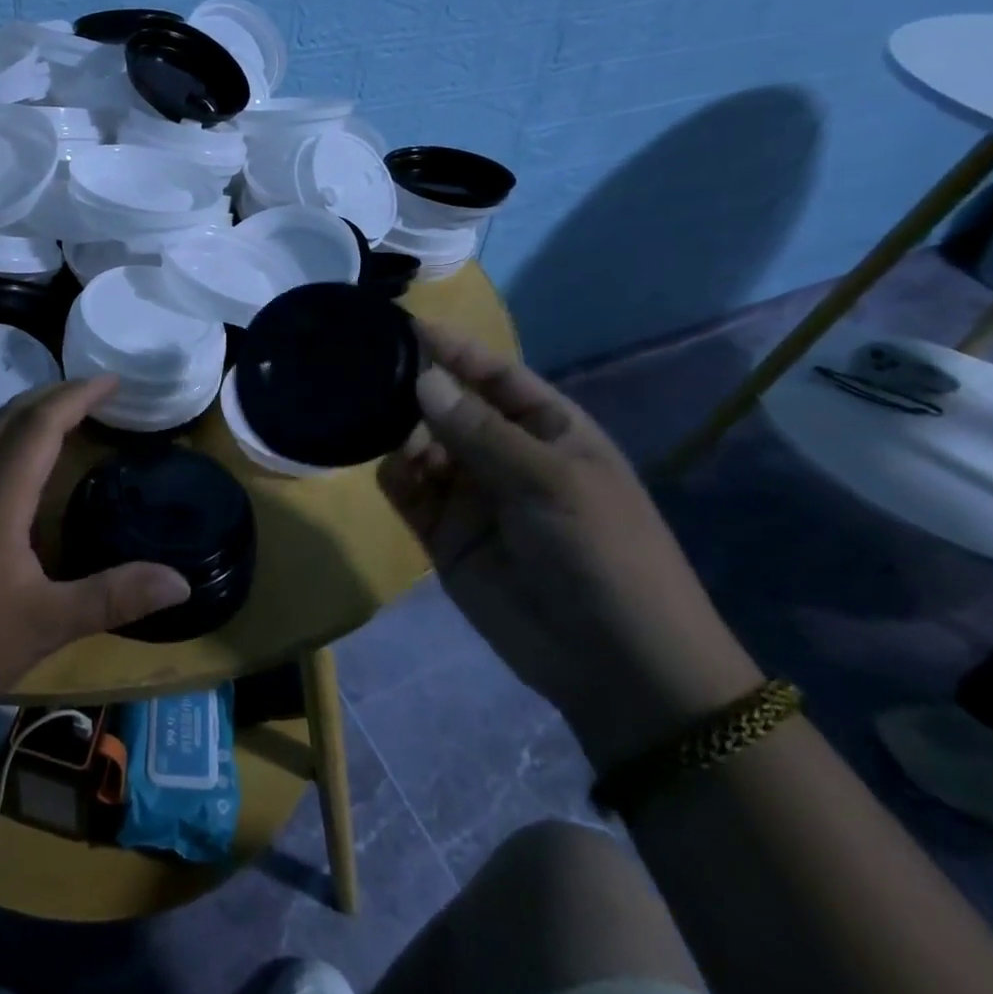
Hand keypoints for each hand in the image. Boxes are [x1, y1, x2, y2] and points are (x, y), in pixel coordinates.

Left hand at [0, 376, 190, 721]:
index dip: (78, 395)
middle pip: (8, 415)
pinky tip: (10, 460)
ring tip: (59, 414)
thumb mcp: (47, 624)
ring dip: (23, 410)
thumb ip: (115, 597)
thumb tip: (182, 582)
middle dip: (53, 394)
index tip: (113, 380)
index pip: (39, 424)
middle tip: (95, 392)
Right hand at [379, 324, 762, 769]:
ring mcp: (471, 495)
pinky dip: (393, 475)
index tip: (408, 326)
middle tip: (376, 382)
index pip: (495, 376)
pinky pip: (407, 491)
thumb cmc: (604, 555)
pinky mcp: (442, 533)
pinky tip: (391, 470)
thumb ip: (481, 432)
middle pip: (449, 408)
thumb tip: (423, 381)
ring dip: (401, 435)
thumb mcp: (552, 483)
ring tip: (386, 435)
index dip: (456, 350)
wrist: (617, 667)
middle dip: (417, 394)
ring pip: (420, 446)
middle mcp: (503, 455)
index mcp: (547, 431)